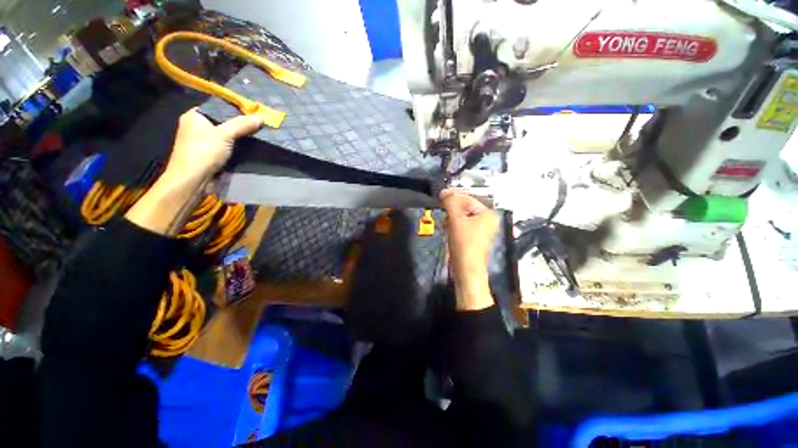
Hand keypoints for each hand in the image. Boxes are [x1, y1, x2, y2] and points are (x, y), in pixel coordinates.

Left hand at [165, 108, 262, 180]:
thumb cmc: (204, 152)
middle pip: (223, 122)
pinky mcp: (210, 154)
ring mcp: (203, 142)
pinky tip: (250, 148)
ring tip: (258, 136)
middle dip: (240, 125)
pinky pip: (226, 147)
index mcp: (195, 116)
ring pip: (226, 135)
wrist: (193, 179)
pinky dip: (236, 147)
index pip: (218, 107)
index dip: (236, 110)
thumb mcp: (225, 134)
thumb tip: (261, 117)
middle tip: (259, 125)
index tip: (253, 114)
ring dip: (240, 137)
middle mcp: (197, 126)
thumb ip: (242, 124)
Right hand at [441, 189, 498, 309]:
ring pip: (463, 216)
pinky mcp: (472, 237)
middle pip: (466, 207)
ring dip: (451, 216)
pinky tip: (447, 226)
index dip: (454, 195)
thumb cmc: (464, 244)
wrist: (466, 270)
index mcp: (488, 214)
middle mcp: (487, 220)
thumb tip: (444, 192)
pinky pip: (462, 224)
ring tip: (444, 219)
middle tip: (441, 206)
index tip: (440, 195)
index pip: (468, 198)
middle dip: (452, 207)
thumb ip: (450, 203)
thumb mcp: (456, 220)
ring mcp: (480, 230)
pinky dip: (453, 224)